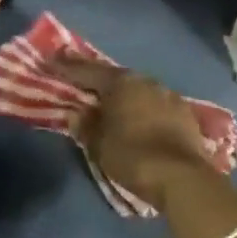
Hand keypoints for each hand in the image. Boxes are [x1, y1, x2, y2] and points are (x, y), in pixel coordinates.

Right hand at [50, 56, 210, 209]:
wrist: (183, 178)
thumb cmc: (132, 156)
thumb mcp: (98, 144)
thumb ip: (85, 125)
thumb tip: (77, 114)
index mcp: (121, 83)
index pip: (87, 70)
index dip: (66, 66)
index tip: (51, 60)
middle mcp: (145, 81)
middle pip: (114, 77)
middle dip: (96, 79)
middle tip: (80, 80)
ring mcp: (169, 95)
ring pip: (138, 90)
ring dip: (122, 95)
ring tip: (109, 102)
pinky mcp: (185, 113)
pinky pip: (155, 104)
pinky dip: (142, 108)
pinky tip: (137, 117)